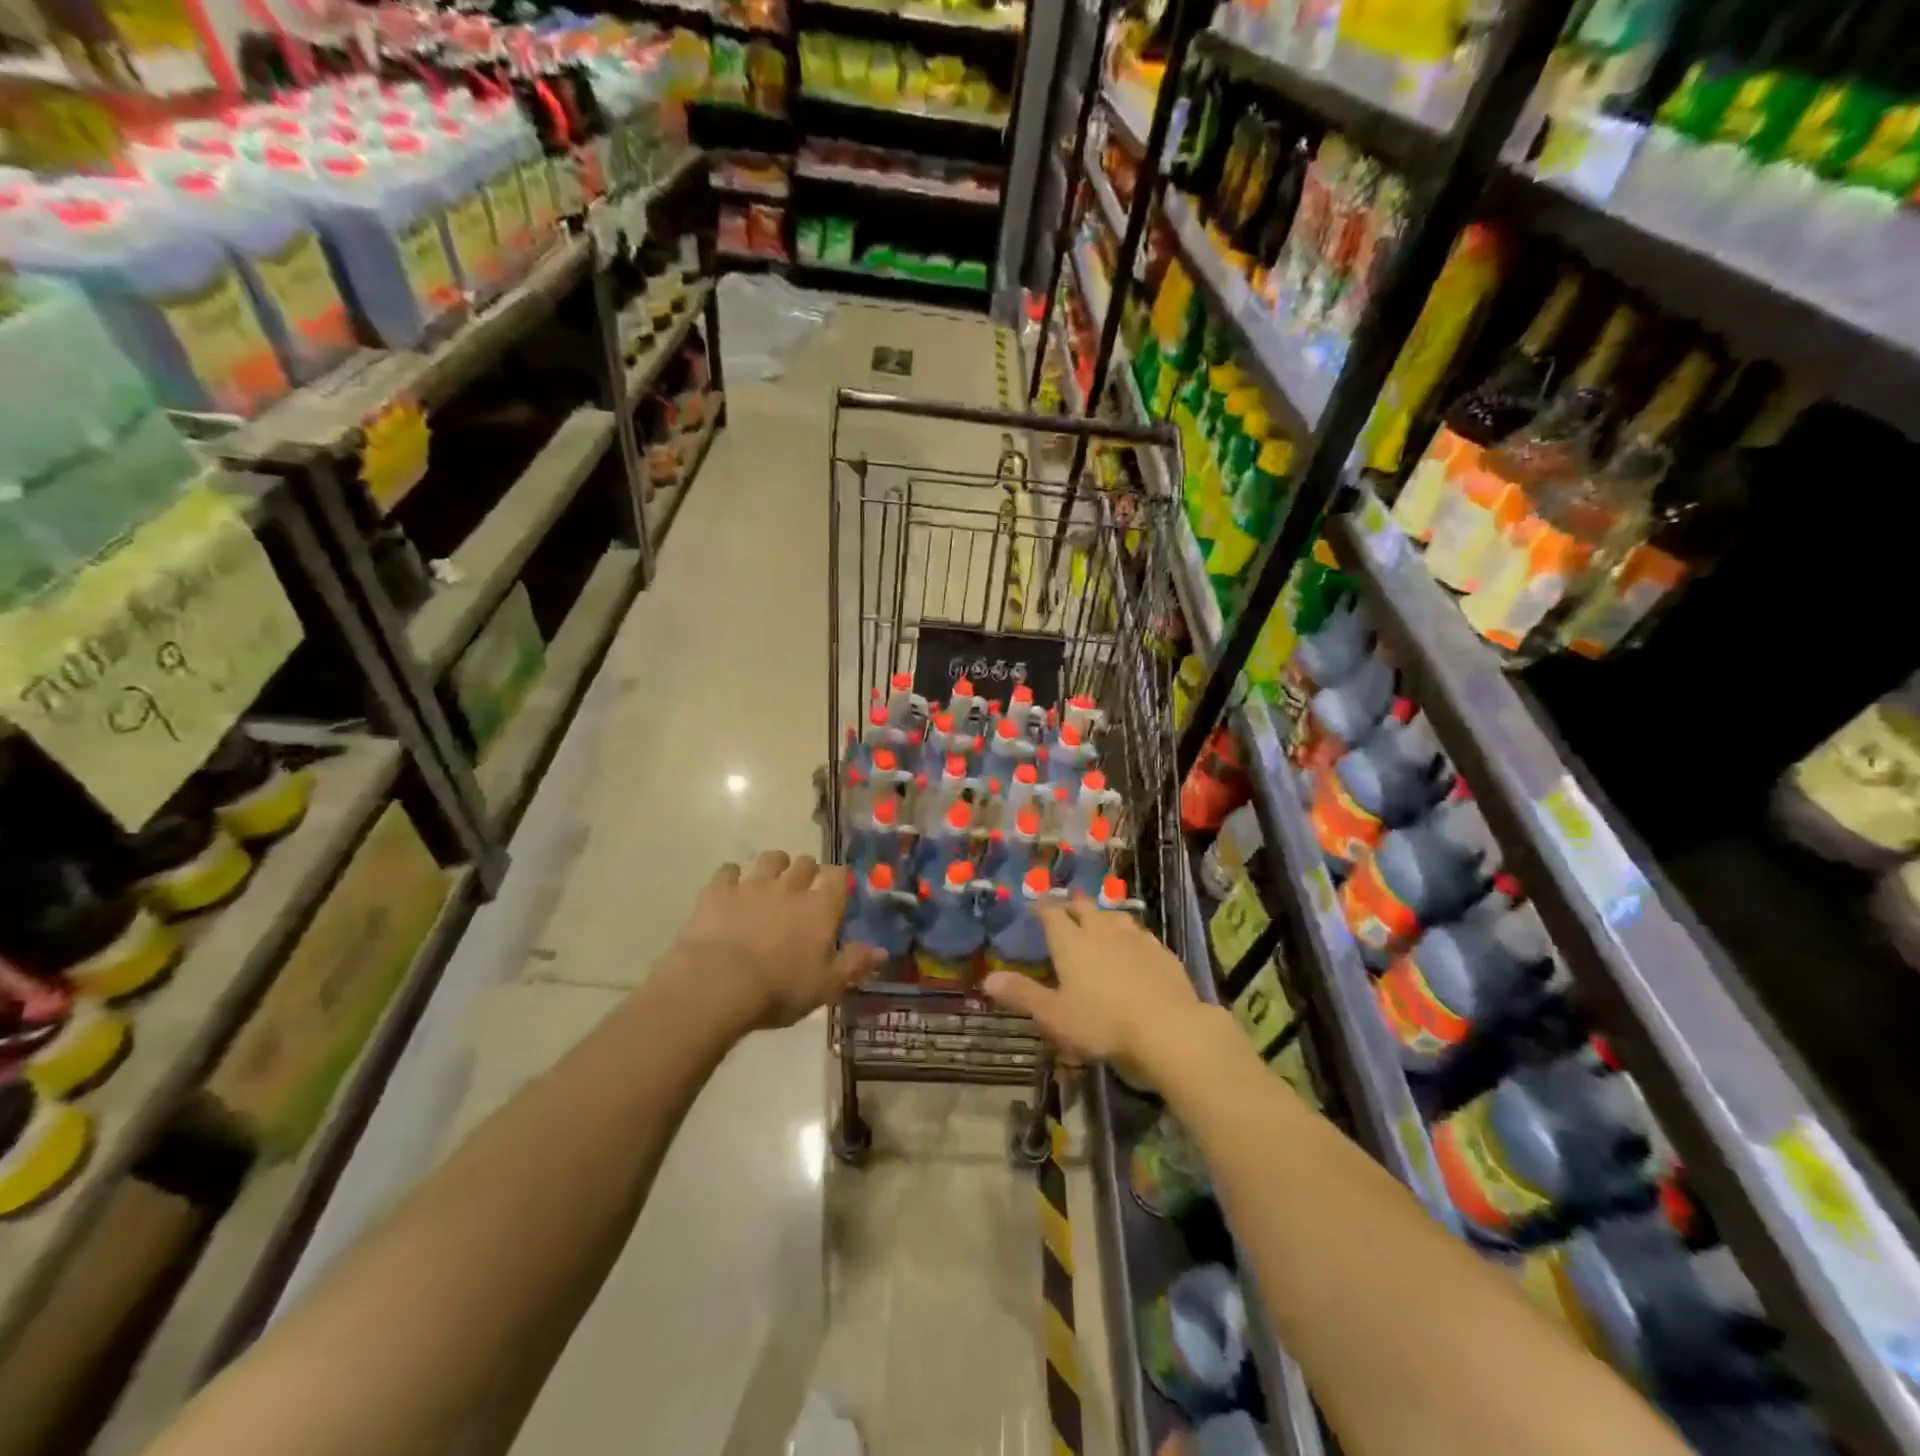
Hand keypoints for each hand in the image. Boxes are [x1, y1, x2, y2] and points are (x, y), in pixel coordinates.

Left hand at [674, 852, 882, 1030]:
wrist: (719, 984)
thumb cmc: (780, 989)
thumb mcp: (826, 986)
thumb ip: (855, 964)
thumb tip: (882, 951)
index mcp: (820, 907)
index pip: (838, 875)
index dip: (838, 878)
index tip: (836, 890)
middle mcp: (790, 886)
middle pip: (805, 862)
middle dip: (807, 872)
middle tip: (803, 891)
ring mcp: (752, 884)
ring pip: (770, 858)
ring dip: (774, 866)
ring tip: (770, 882)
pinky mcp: (719, 891)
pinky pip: (728, 870)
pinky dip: (732, 877)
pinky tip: (731, 890)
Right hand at [981, 895, 1211, 1088]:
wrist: (1168, 1028)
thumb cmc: (1102, 1023)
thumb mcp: (1055, 1016)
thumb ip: (1022, 995)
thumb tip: (987, 979)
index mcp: (1071, 943)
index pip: (1052, 914)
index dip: (1042, 908)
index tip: (1036, 906)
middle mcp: (1101, 931)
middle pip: (1083, 907)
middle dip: (1071, 906)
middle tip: (1065, 912)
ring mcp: (1134, 938)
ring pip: (1114, 915)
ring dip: (1102, 916)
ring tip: (1098, 924)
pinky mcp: (1160, 951)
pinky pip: (1140, 933)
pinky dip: (1129, 934)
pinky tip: (1133, 945)